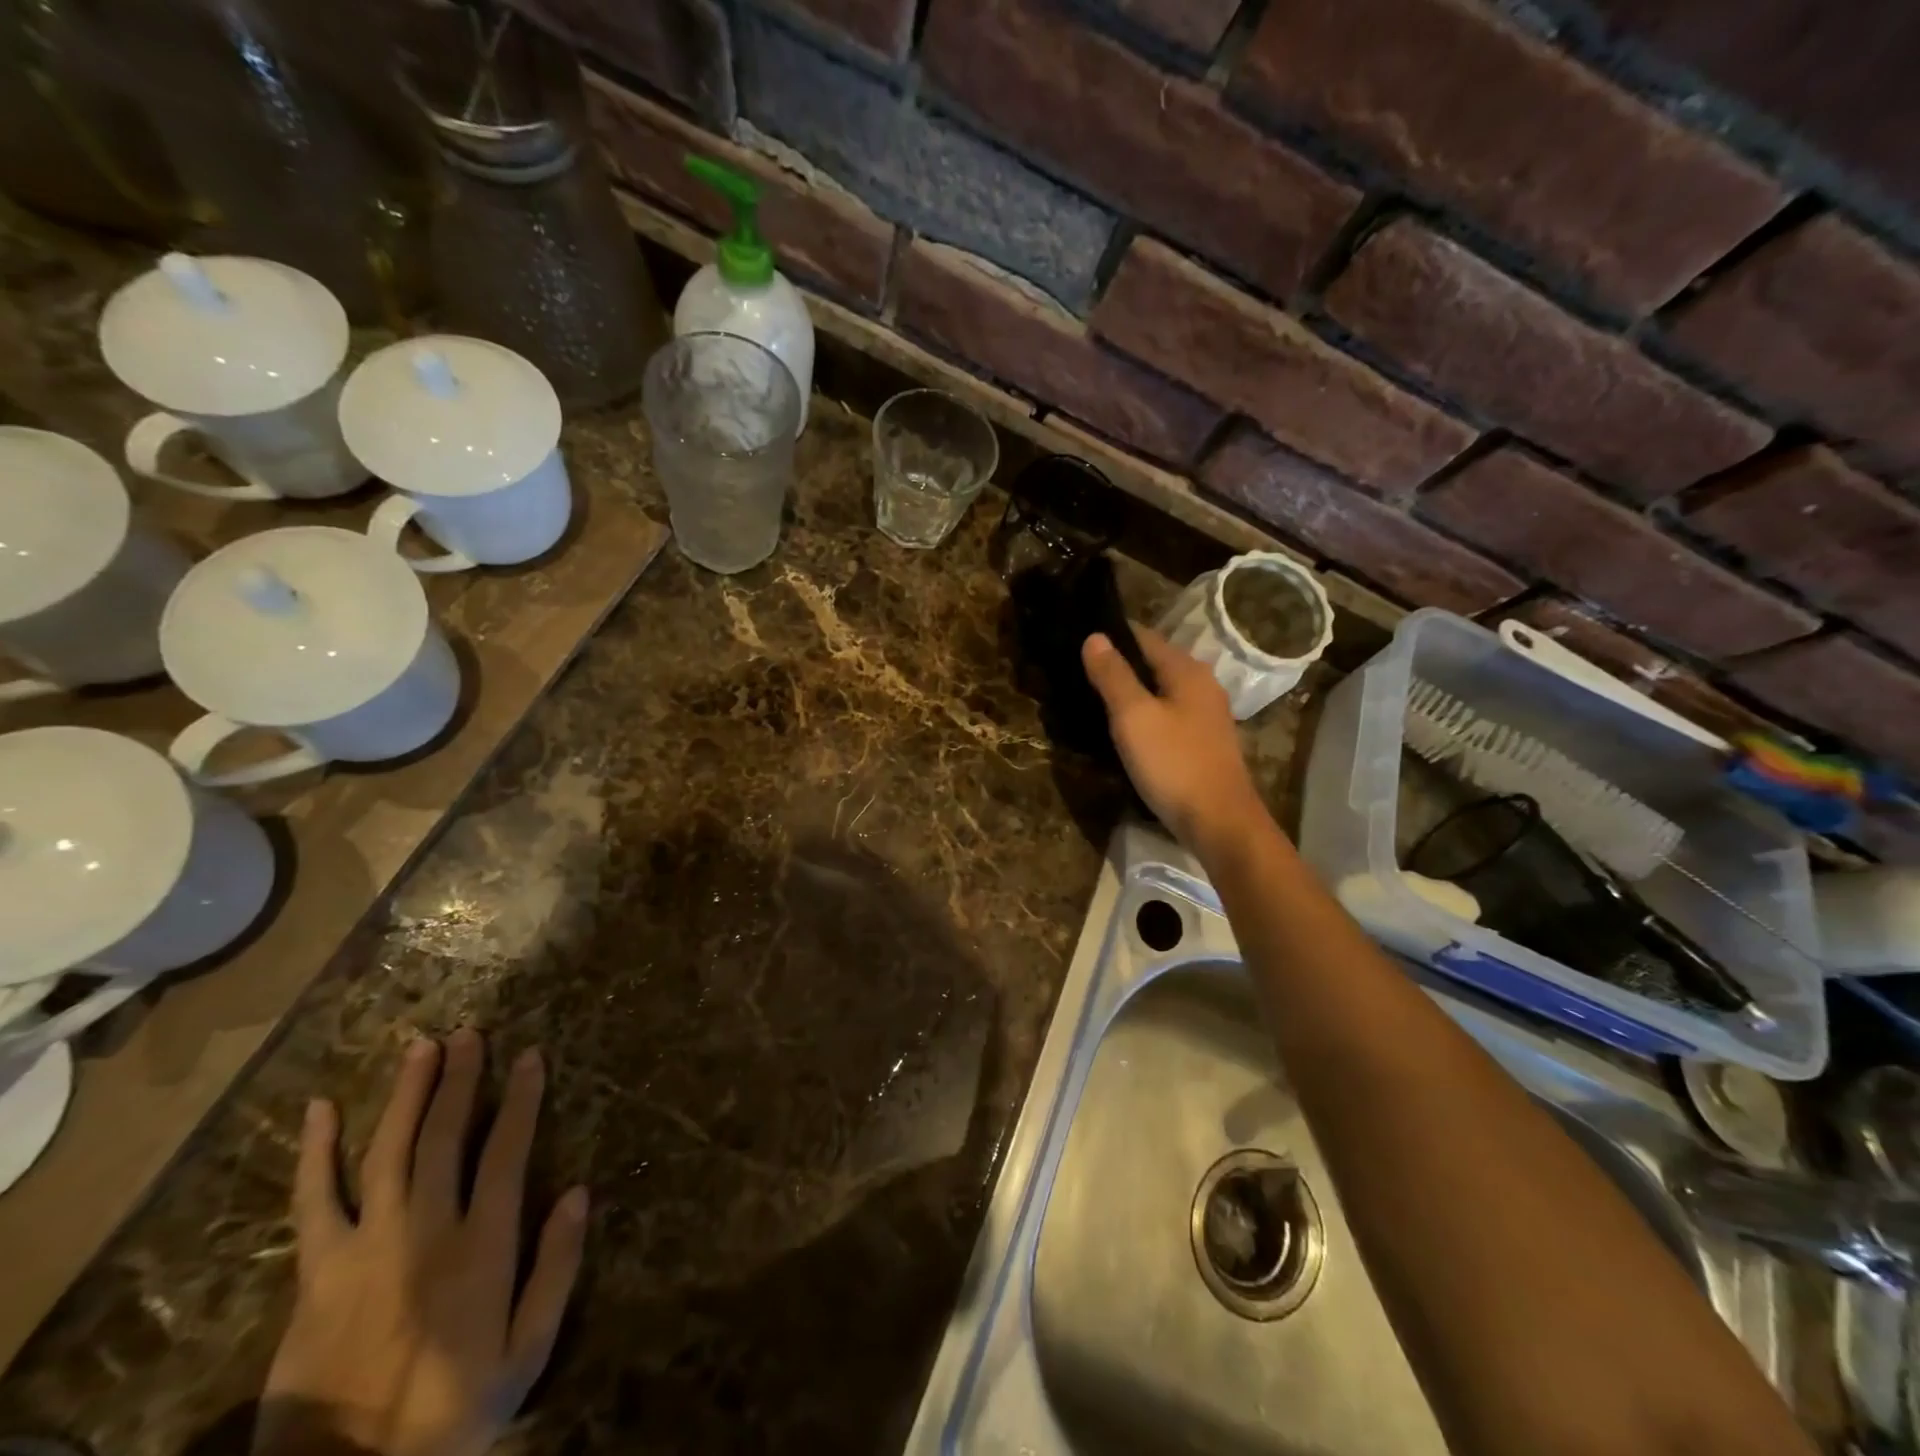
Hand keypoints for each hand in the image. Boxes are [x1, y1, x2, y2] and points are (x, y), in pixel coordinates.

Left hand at [255, 1031, 587, 1455]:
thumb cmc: (450, 1412)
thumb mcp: (527, 1353)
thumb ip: (557, 1268)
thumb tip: (579, 1191)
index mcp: (482, 1245)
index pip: (508, 1150)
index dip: (521, 1098)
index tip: (531, 1055)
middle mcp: (426, 1229)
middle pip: (445, 1136)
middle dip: (461, 1079)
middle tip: (470, 1034)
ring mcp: (365, 1246)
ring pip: (388, 1150)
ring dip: (406, 1094)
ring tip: (420, 1047)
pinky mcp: (316, 1271)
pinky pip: (313, 1201)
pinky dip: (315, 1152)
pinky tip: (318, 1109)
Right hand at [1082, 627, 1266, 850]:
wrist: (1219, 822)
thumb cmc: (1174, 764)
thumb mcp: (1134, 717)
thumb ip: (1113, 675)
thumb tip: (1094, 636)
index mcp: (1186, 670)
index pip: (1143, 636)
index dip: (1110, 636)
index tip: (1076, 642)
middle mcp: (1201, 684)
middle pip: (1153, 662)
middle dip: (1118, 664)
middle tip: (1077, 673)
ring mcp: (1206, 715)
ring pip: (1160, 690)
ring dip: (1130, 692)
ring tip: (1092, 699)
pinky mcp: (1203, 741)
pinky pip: (1167, 715)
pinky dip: (1144, 714)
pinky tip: (1124, 729)